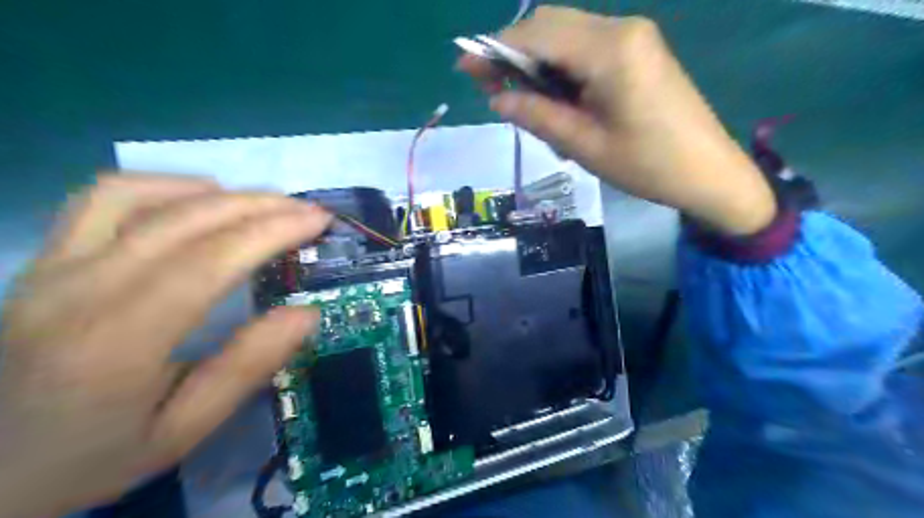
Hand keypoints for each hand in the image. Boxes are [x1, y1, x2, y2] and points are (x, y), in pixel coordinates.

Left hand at [0, 174, 332, 517]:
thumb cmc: (94, 455)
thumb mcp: (185, 430)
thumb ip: (247, 368)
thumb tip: (306, 314)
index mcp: (117, 342)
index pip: (209, 261)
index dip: (271, 232)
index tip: (317, 221)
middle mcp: (78, 290)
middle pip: (184, 221)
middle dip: (259, 207)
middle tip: (308, 211)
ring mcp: (51, 267)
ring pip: (141, 196)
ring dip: (217, 193)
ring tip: (264, 204)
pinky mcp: (44, 259)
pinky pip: (102, 198)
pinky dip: (163, 186)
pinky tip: (200, 199)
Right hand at [457, 7, 772, 233]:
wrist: (708, 172)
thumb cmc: (647, 165)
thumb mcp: (584, 145)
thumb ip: (537, 115)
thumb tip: (496, 99)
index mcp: (610, 49)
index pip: (538, 35)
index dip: (496, 48)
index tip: (465, 65)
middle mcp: (621, 29)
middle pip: (550, 24)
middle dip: (513, 51)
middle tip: (489, 86)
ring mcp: (632, 37)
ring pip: (565, 35)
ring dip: (535, 60)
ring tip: (517, 98)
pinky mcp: (636, 51)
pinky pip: (584, 48)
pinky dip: (558, 67)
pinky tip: (550, 96)